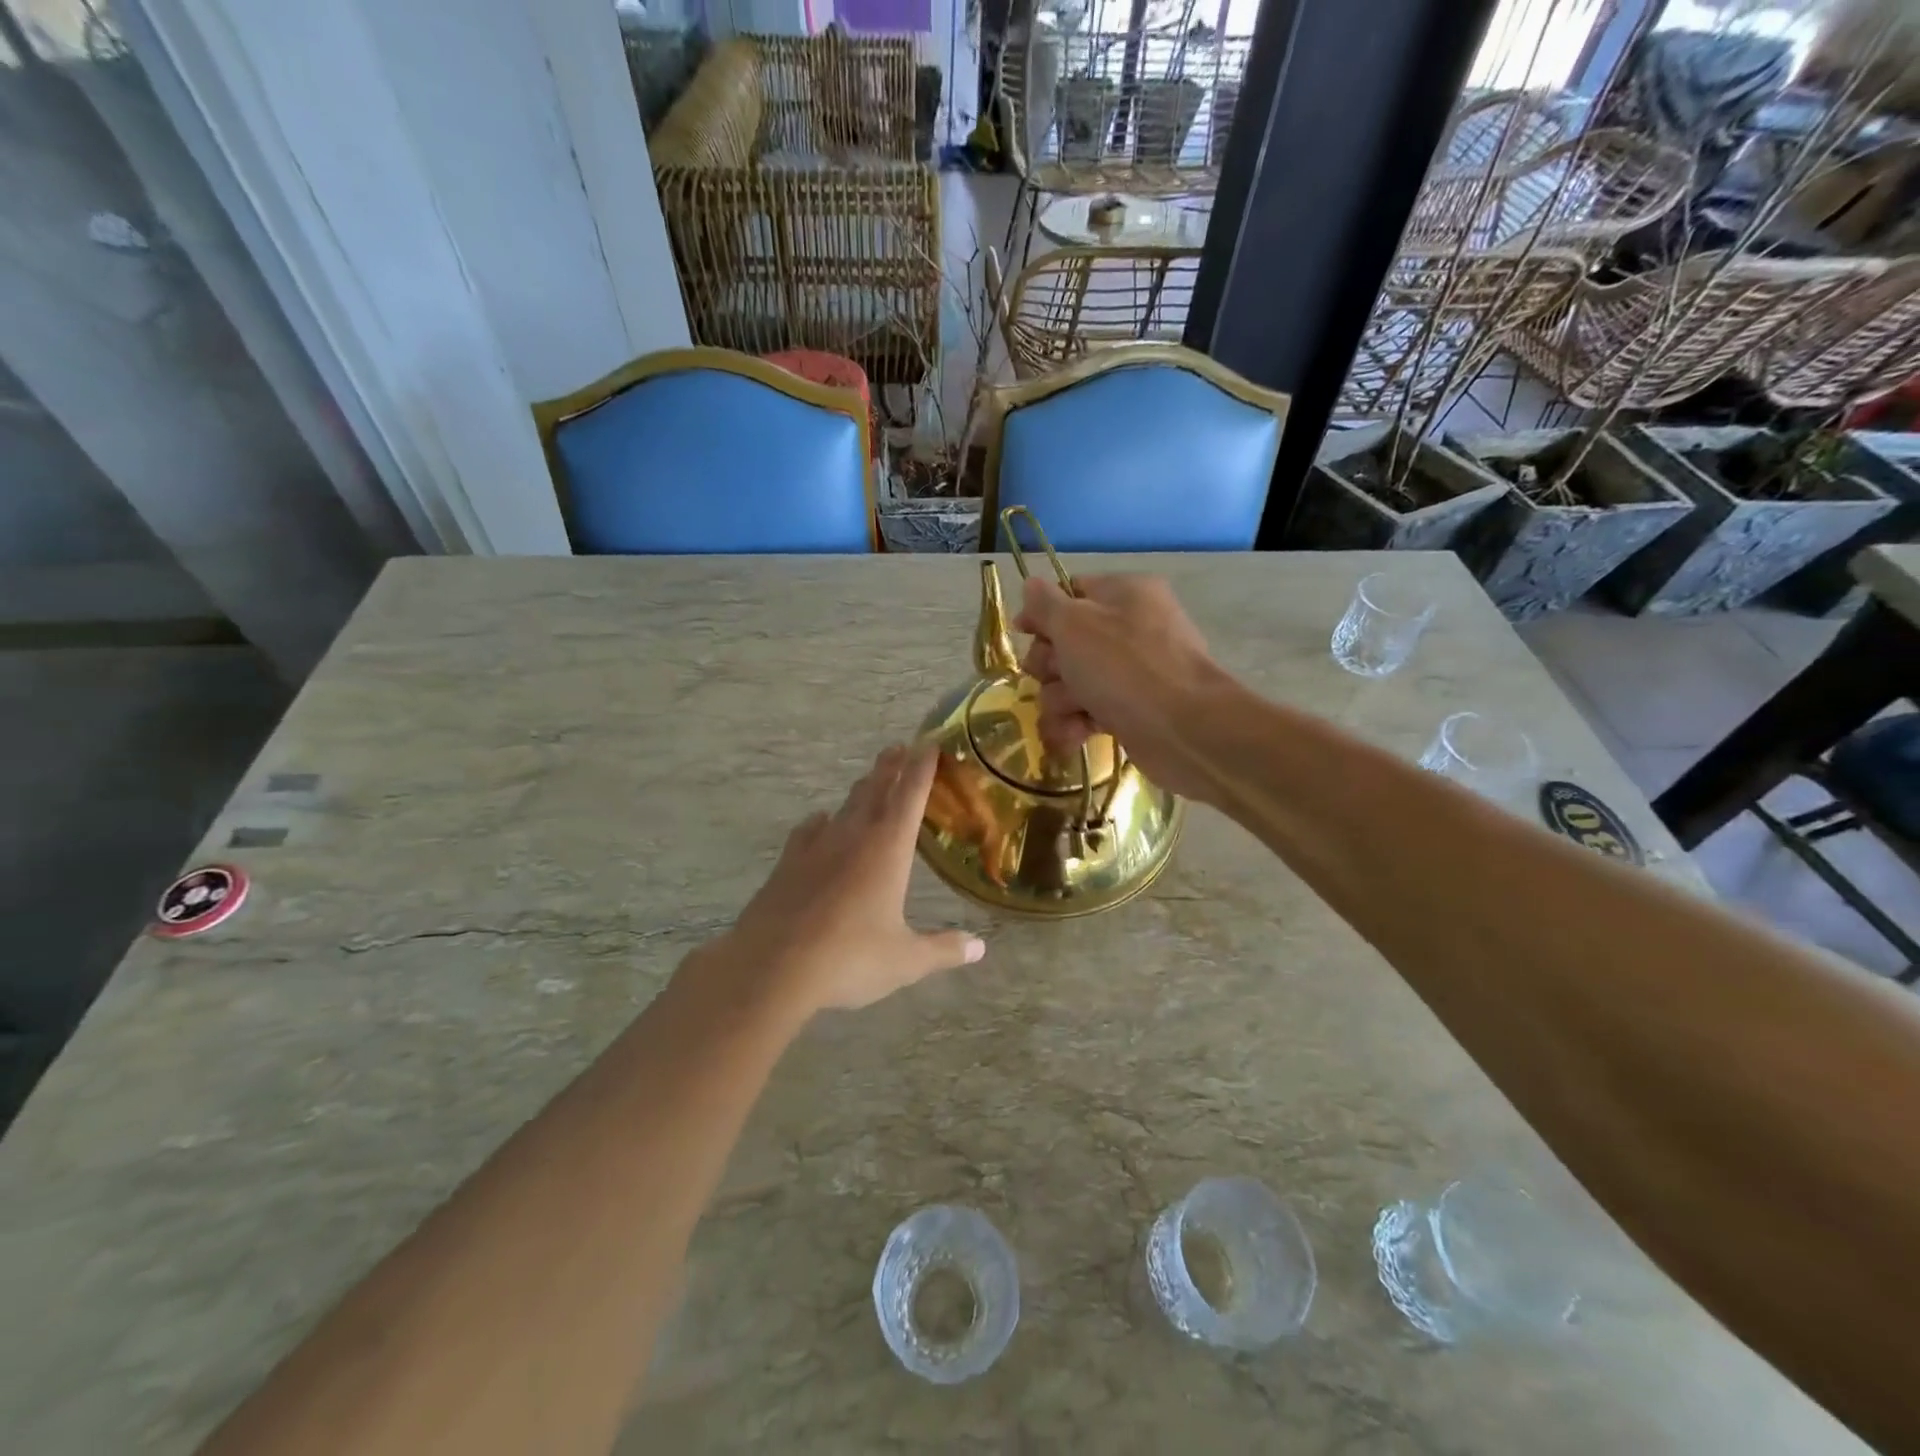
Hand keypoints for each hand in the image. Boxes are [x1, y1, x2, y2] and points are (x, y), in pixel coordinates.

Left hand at [723, 743, 984, 1014]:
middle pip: (875, 790)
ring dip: (860, 790)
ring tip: (868, 781)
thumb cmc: (849, 958)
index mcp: (888, 849)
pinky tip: (820, 822)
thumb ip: (943, 949)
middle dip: (890, 767)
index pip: (910, 796)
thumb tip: (979, 948)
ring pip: (844, 807)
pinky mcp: (787, 863)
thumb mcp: (905, 960)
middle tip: (899, 747)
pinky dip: (820, 822)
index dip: (922, 768)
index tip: (930, 743)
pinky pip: (809, 831)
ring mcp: (816, 847)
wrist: (771, 967)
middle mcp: (853, 837)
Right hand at [1013, 575, 1225, 801]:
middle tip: (1059, 674)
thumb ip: (1045, 603)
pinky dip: (1075, 724)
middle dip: (1050, 665)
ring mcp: (1129, 672)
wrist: (1183, 729)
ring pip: (1069, 682)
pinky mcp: (1128, 710)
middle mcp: (1128, 628)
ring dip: (1060, 700)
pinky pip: (1085, 711)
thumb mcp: (1074, 623)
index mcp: (1123, 594)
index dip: (1041, 614)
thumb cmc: (1124, 666)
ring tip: (1076, 712)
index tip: (1023, 632)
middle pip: (1063, 642)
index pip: (1069, 592)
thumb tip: (1031, 584)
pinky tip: (1075, 735)